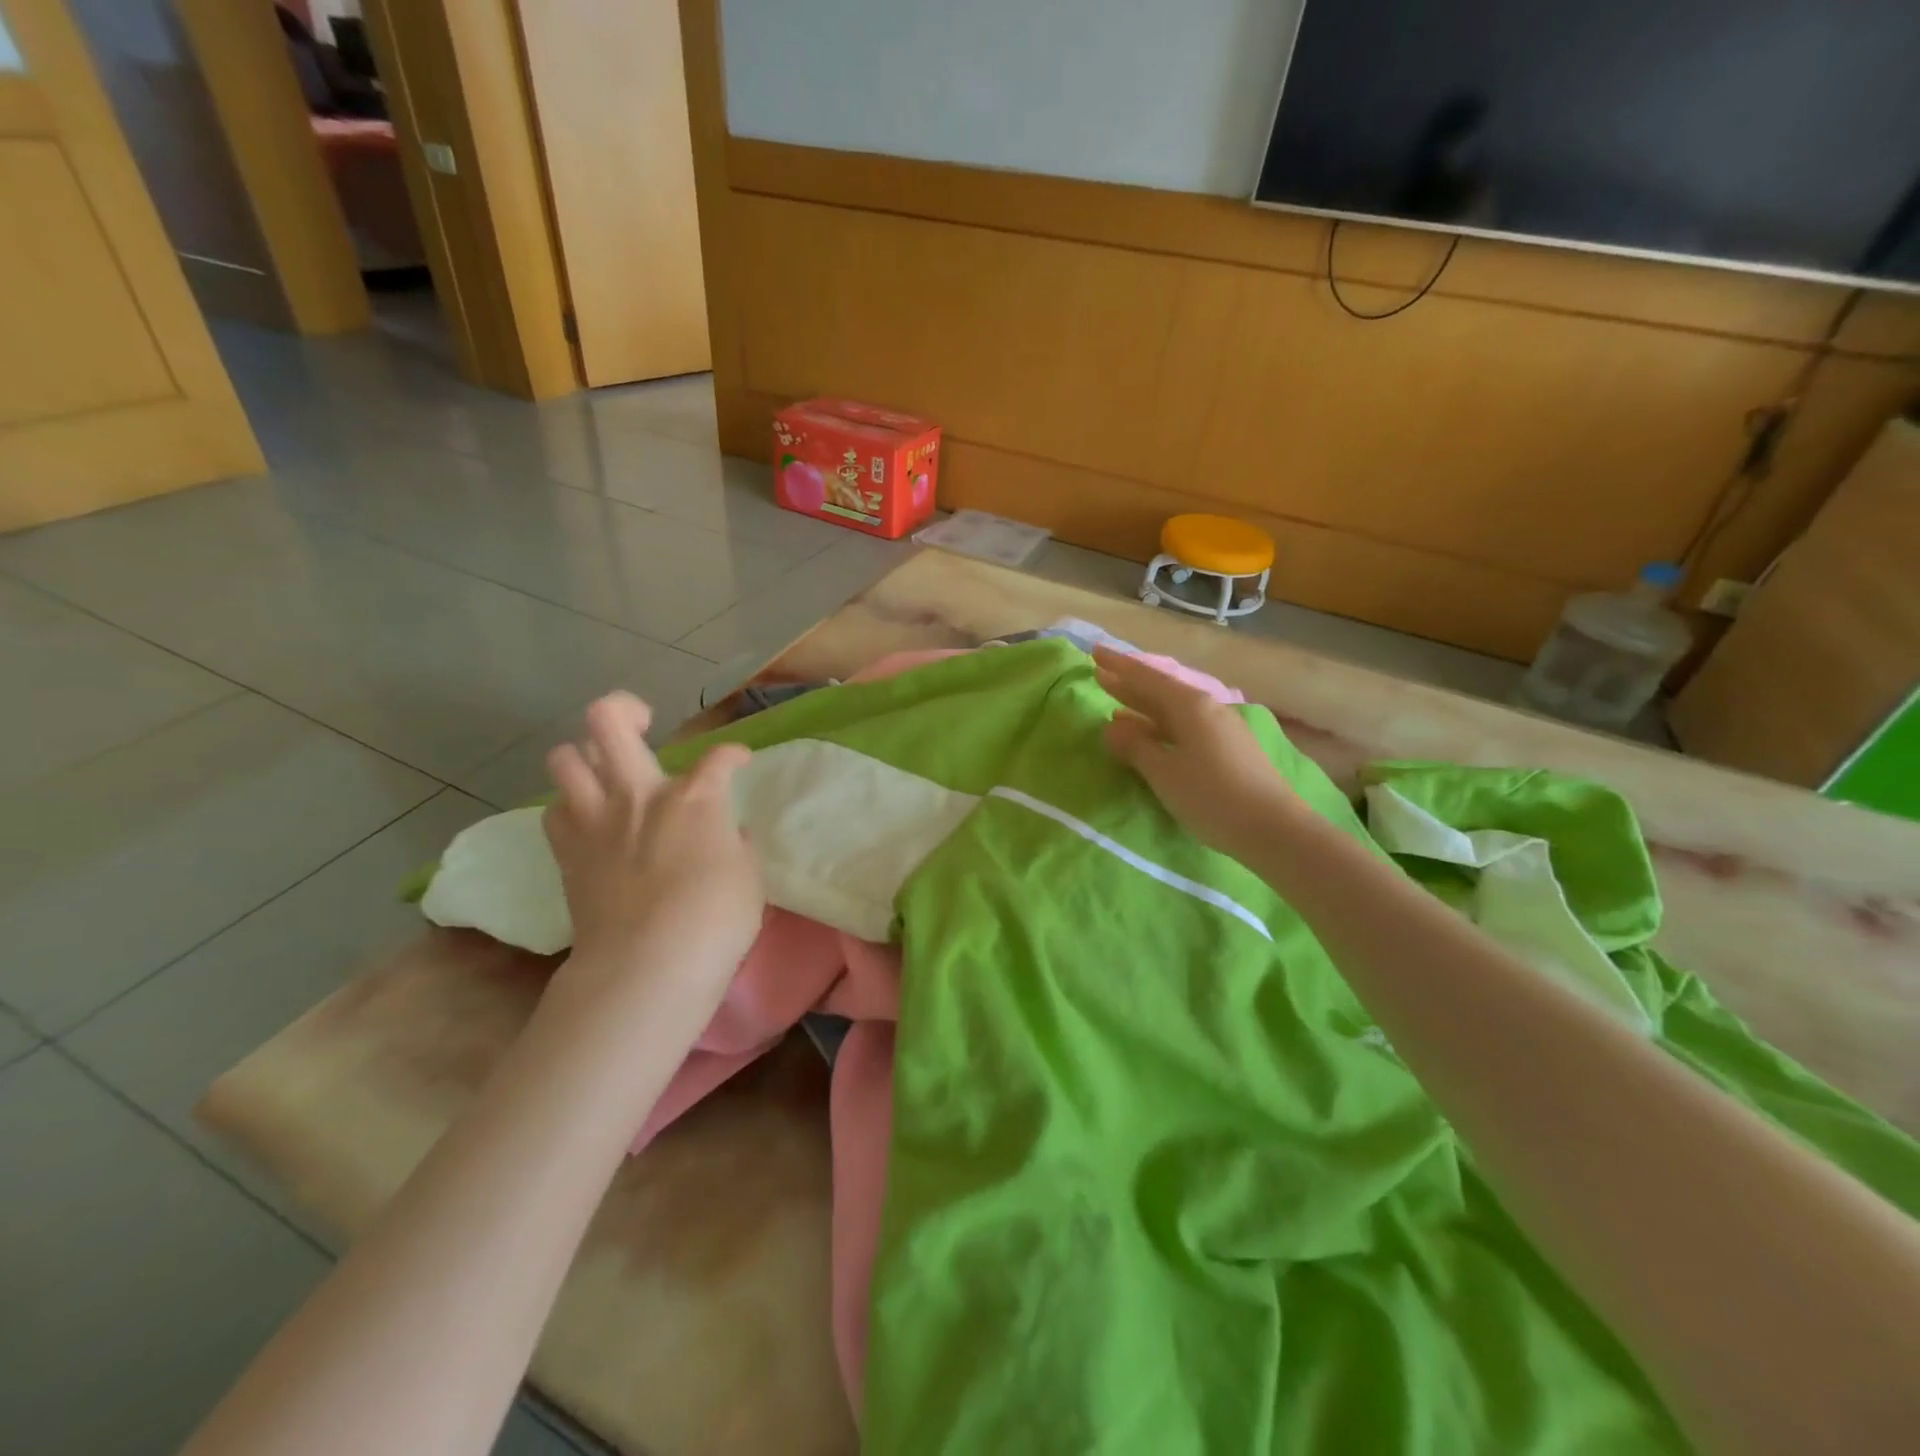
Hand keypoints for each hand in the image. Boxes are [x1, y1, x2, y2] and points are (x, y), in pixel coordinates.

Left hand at [542, 693, 761, 1004]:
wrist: (648, 966)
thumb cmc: (715, 921)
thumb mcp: (748, 878)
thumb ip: (735, 845)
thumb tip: (725, 834)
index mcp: (695, 799)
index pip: (720, 757)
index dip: (733, 754)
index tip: (739, 762)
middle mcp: (640, 794)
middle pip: (609, 721)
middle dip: (625, 709)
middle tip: (642, 722)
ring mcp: (596, 821)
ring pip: (564, 757)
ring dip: (583, 755)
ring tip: (604, 769)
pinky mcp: (567, 853)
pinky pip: (554, 811)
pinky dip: (570, 808)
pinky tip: (589, 820)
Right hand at [1095, 646, 1299, 861]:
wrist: (1274, 829)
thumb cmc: (1212, 797)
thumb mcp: (1164, 773)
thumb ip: (1135, 746)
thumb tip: (1112, 726)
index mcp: (1190, 705)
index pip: (1146, 678)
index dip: (1119, 666)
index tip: (1094, 653)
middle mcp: (1206, 708)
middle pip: (1160, 690)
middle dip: (1129, 683)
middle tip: (1099, 674)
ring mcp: (1219, 728)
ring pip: (1172, 710)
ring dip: (1143, 707)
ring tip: (1115, 706)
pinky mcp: (1226, 749)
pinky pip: (1183, 727)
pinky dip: (1160, 727)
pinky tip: (1148, 736)